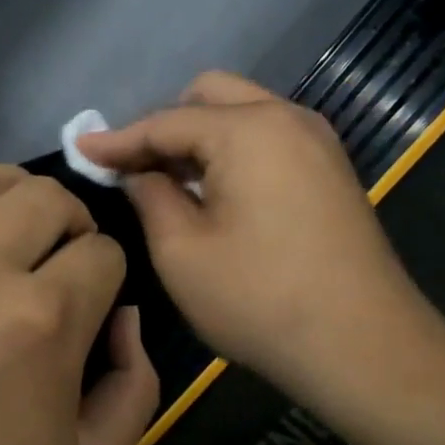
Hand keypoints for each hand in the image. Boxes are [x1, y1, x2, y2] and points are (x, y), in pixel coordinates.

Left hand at [0, 166, 159, 444]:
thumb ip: (134, 386)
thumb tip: (125, 318)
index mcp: (40, 320)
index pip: (103, 252)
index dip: (109, 276)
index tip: (93, 303)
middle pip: (49, 198)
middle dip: (72, 224)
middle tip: (58, 263)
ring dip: (13, 199)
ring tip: (9, 236)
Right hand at [77, 72, 444, 427]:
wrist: (365, 348)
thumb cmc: (260, 299)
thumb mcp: (181, 251)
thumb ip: (150, 196)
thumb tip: (138, 172)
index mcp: (249, 129)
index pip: (166, 122)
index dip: (118, 139)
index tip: (79, 149)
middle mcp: (287, 118)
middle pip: (210, 96)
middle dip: (165, 125)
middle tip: (134, 167)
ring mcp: (317, 143)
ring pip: (243, 114)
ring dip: (200, 137)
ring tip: (168, 181)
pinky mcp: (331, 171)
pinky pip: (268, 138)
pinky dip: (232, 151)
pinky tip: (214, 192)